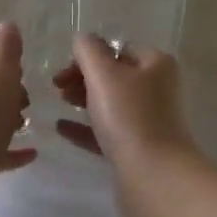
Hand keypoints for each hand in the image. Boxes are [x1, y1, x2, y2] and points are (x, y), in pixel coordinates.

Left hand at [0, 22, 37, 200]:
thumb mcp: (0, 72)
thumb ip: (5, 47)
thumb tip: (6, 25)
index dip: (0, 53)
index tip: (20, 67)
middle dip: (6, 87)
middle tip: (25, 99)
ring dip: (5, 117)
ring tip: (27, 124)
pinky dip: (6, 148)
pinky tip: (30, 153)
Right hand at [52, 35, 202, 216]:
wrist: (153, 176)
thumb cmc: (129, 117)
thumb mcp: (103, 75)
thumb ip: (88, 50)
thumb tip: (83, 40)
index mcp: (156, 65)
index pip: (119, 48)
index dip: (89, 55)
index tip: (64, 70)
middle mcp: (158, 89)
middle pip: (115, 76)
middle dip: (84, 78)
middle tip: (58, 88)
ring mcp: (150, 121)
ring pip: (111, 104)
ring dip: (84, 100)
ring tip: (60, 104)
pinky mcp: (139, 149)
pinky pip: (108, 131)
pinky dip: (85, 128)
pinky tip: (62, 129)